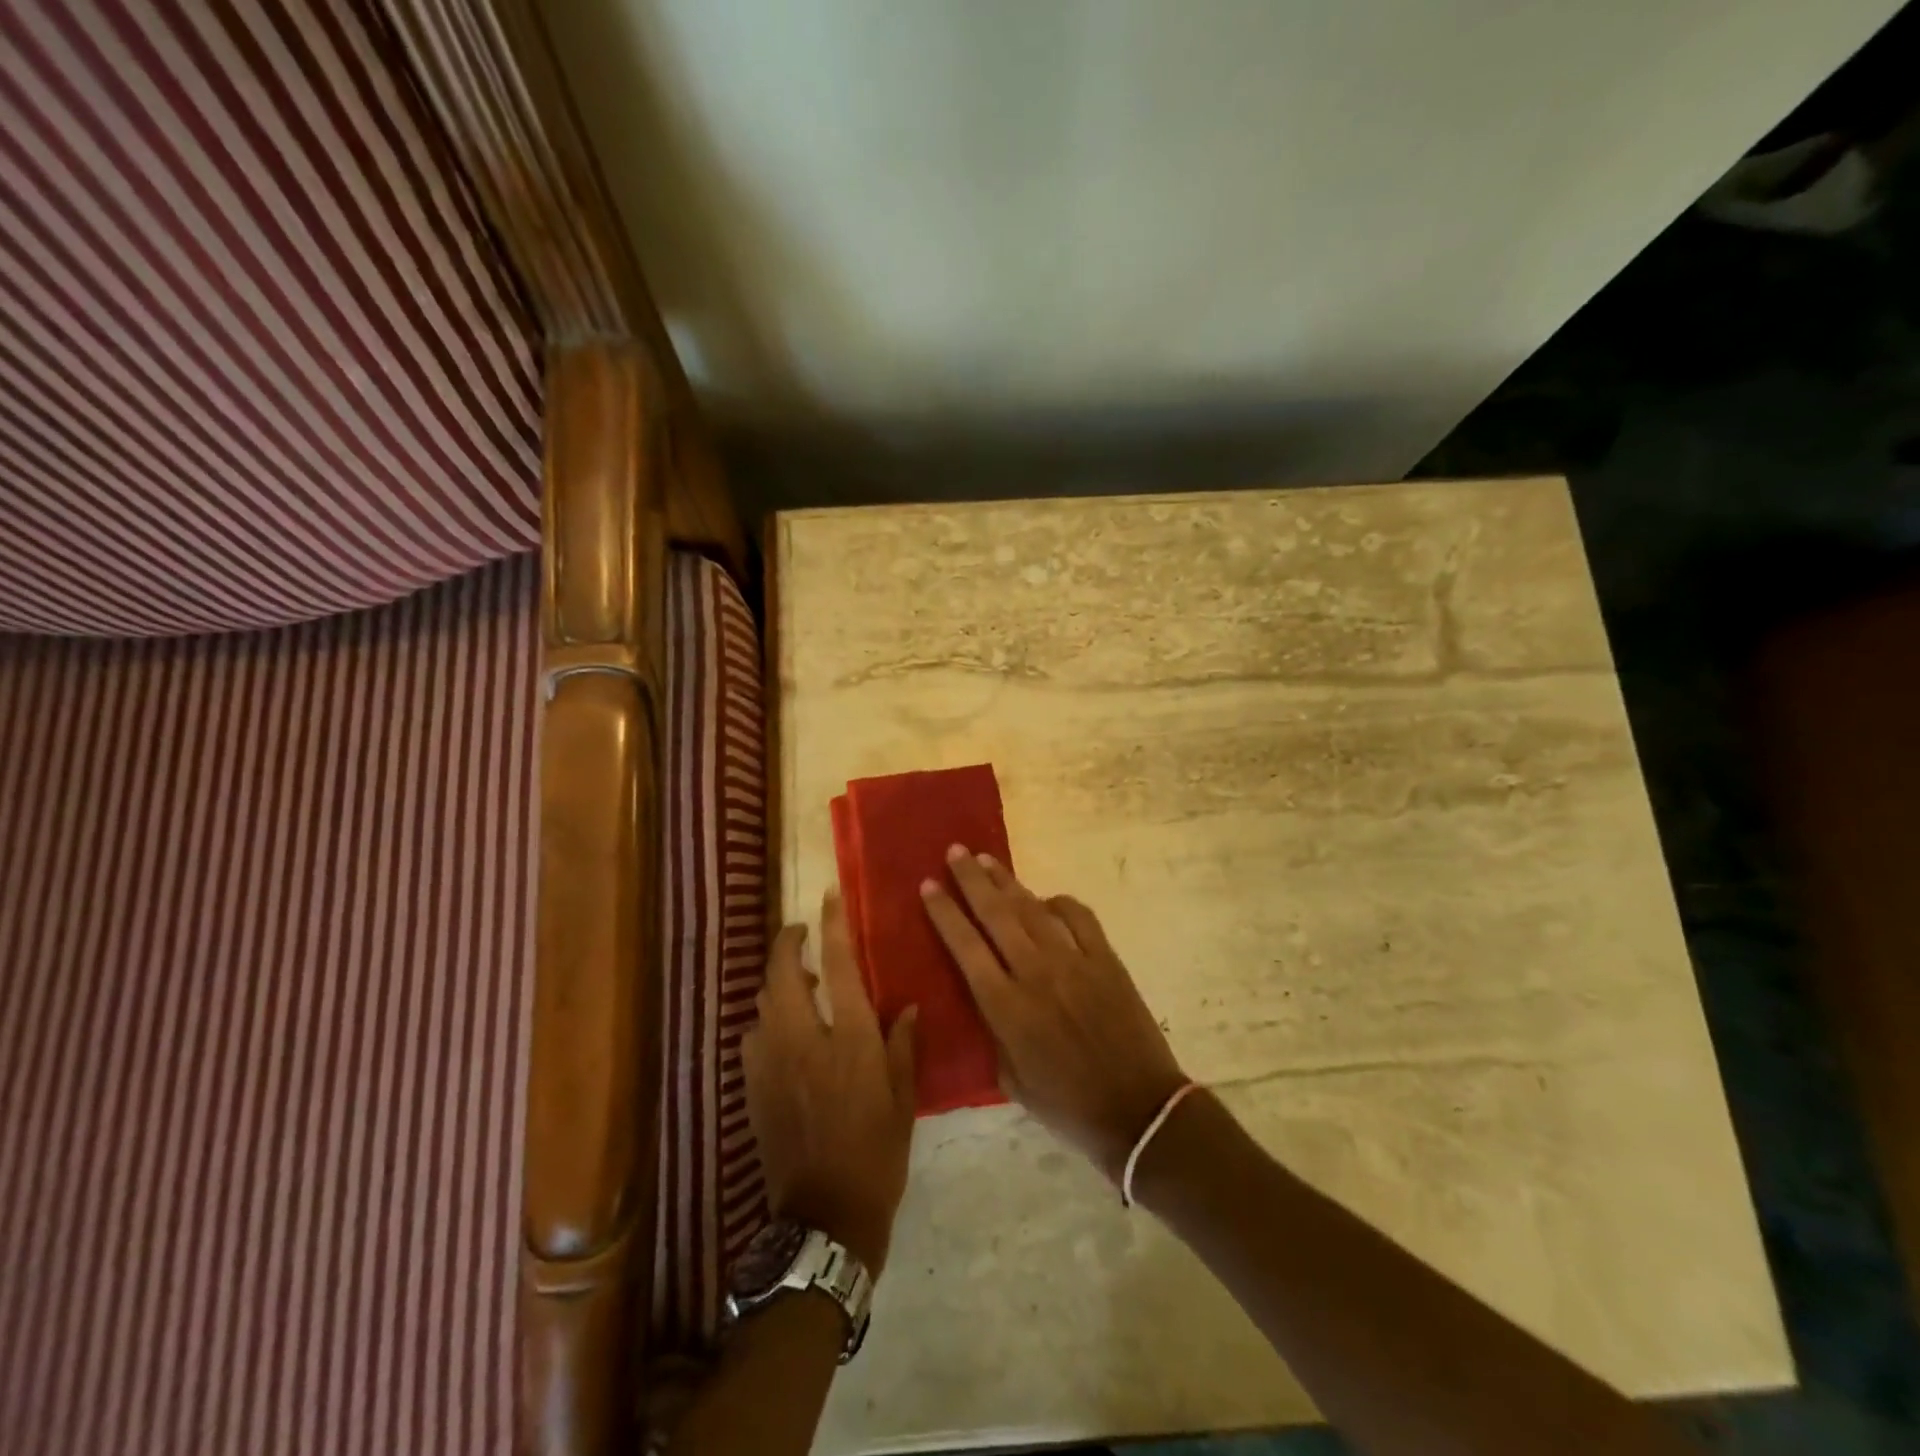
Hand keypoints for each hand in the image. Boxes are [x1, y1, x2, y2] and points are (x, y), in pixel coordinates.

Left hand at [742, 889, 918, 1274]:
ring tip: (800, 981)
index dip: (833, 926)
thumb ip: (902, 1045)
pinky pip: (753, 1035)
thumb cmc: (876, 1153)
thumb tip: (905, 1007)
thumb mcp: (902, 1098)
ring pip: (763, 1001)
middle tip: (801, 932)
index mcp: (849, 1039)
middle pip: (783, 973)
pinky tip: (782, 1029)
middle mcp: (804, 1040)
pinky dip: (766, 1018)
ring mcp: (771, 1063)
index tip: (830, 897)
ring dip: (777, 981)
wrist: (824, 1216)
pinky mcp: (753, 1087)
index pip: (839, 966)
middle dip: (787, 943)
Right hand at [920, 847, 1187, 1182]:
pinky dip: (1059, 902)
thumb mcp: (1010, 1079)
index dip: (945, 913)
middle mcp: (1036, 974)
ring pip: (1032, 908)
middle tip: (954, 852)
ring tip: (986, 860)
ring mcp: (1075, 962)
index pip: (966, 947)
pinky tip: (1046, 898)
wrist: (1139, 1110)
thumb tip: (984, 993)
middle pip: (996, 914)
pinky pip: (1079, 917)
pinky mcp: (1106, 960)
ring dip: (1006, 882)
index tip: (928, 885)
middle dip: (971, 880)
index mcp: (1007, 1007)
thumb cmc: (1068, 1105)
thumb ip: (992, 1030)